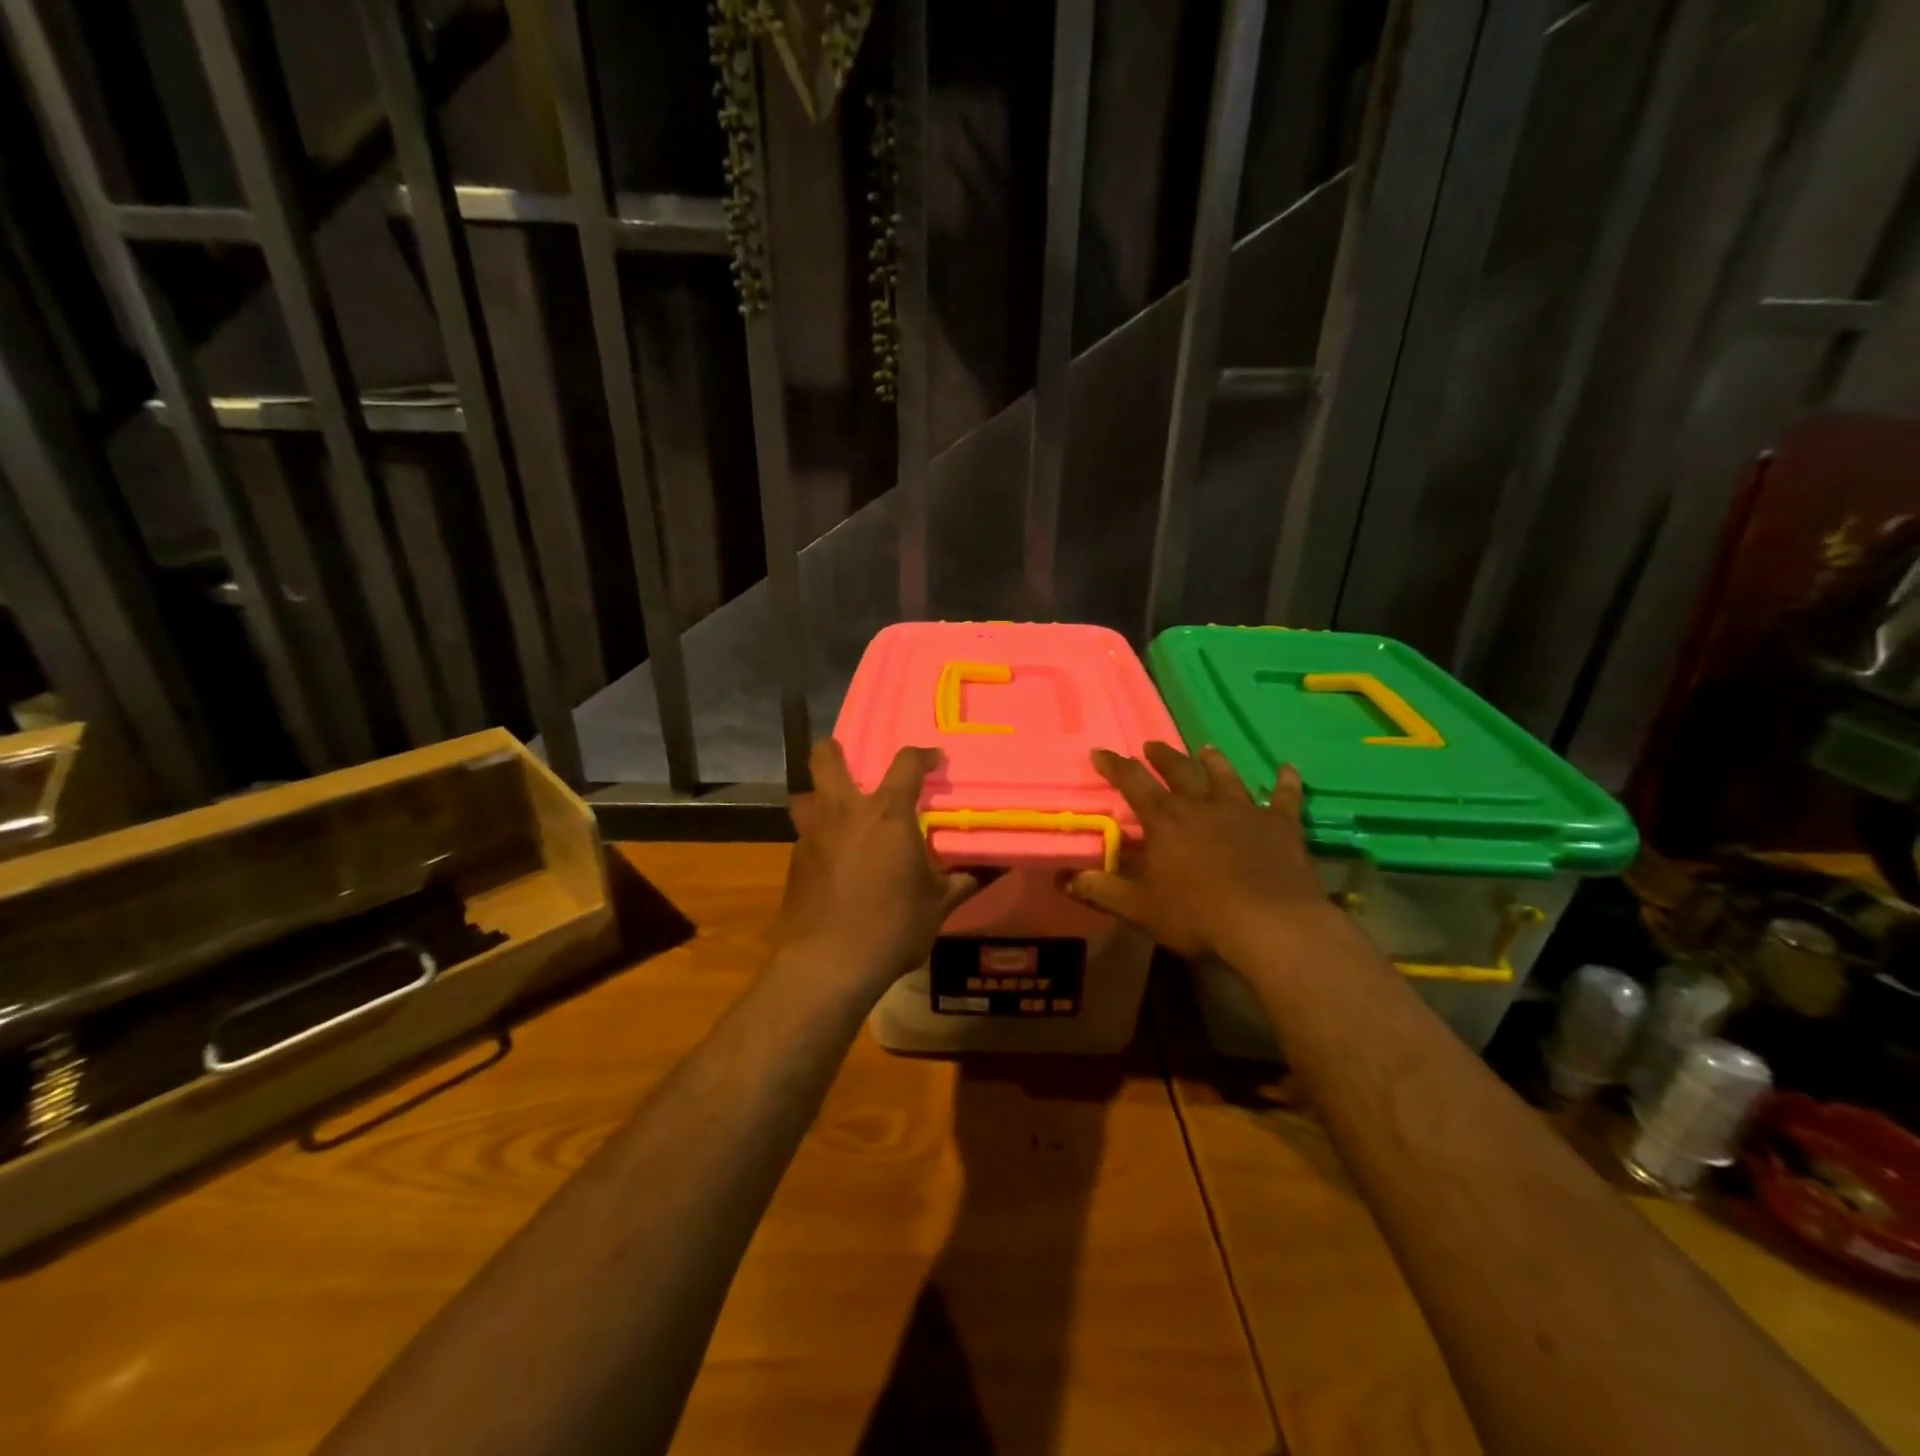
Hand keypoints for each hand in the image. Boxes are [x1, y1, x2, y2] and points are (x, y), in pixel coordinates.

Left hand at [775, 740, 979, 992]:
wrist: (829, 964)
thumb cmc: (893, 927)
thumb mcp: (938, 905)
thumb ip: (962, 881)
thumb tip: (988, 870)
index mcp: (887, 814)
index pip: (906, 763)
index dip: (923, 755)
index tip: (933, 761)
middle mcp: (844, 813)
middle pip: (825, 759)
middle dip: (835, 751)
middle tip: (853, 764)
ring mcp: (813, 835)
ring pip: (805, 795)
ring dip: (819, 796)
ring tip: (838, 813)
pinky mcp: (794, 861)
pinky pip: (804, 835)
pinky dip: (818, 837)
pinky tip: (831, 861)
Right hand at [1067, 742, 1348, 965]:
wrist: (1271, 924)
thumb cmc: (1198, 916)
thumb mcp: (1139, 908)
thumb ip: (1100, 890)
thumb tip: (1061, 878)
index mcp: (1166, 820)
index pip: (1132, 782)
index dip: (1114, 765)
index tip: (1100, 751)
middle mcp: (1203, 804)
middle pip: (1179, 770)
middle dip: (1162, 756)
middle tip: (1152, 745)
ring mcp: (1245, 811)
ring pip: (1226, 777)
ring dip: (1214, 762)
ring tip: (1206, 748)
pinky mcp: (1281, 826)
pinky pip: (1285, 798)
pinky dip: (1287, 783)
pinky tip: (1289, 770)